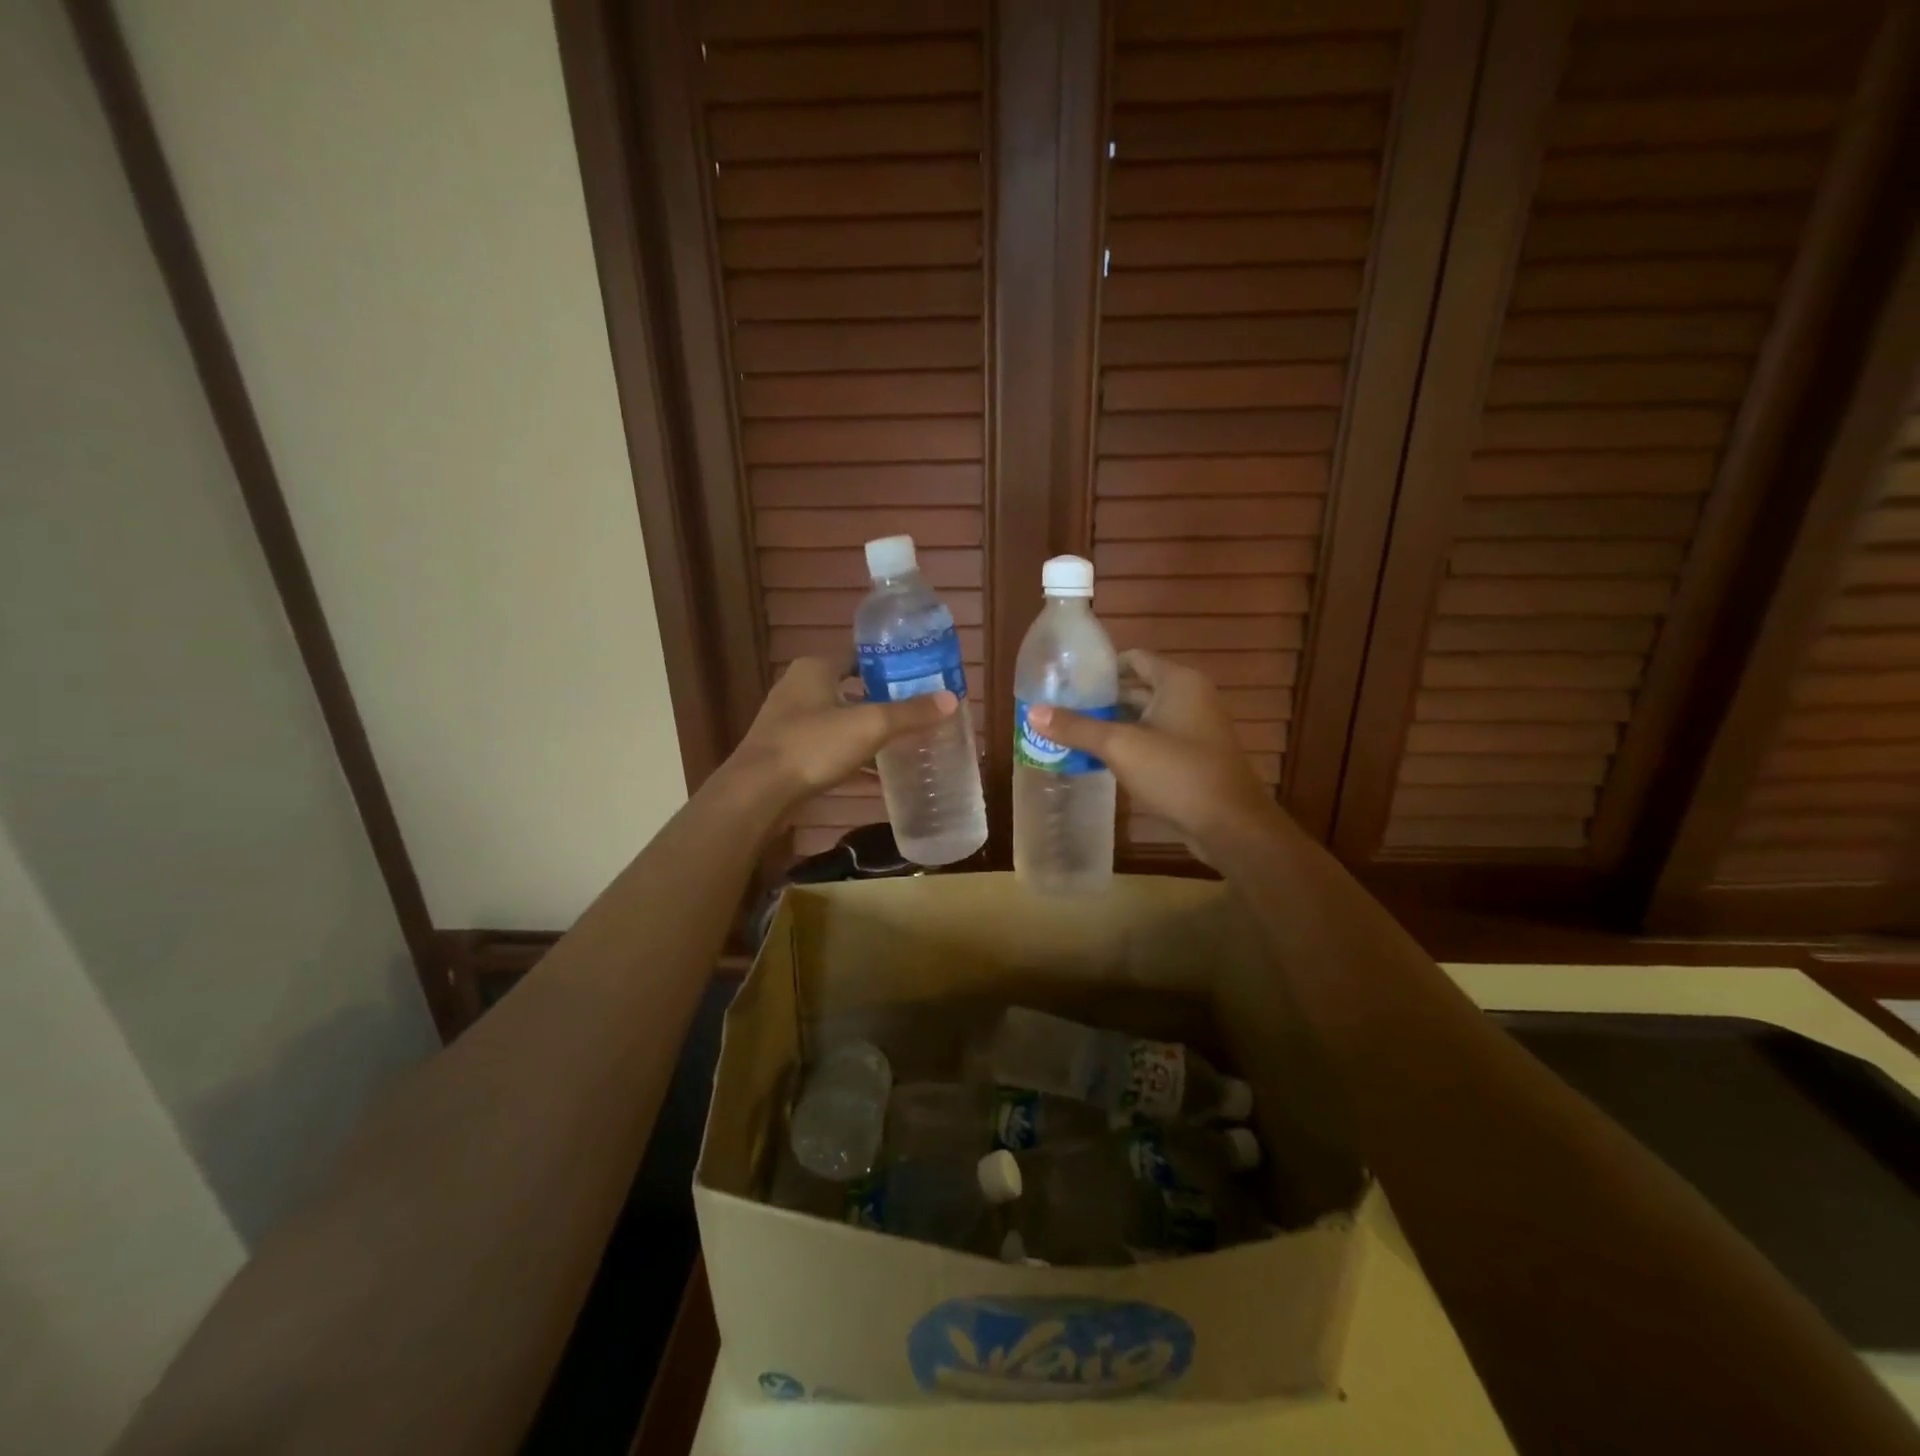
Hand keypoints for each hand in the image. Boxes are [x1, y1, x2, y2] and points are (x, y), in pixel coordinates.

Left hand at [731, 657, 957, 812]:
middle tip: (918, 711)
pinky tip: (876, 771)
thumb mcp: (870, 726)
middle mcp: (799, 687)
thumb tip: (951, 699)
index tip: (920, 678)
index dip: (891, 666)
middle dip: (883, 700)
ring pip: (840, 719)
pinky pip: (829, 746)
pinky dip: (852, 753)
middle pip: (852, 687)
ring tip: (903, 740)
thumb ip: (910, 713)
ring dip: (867, 729)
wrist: (758, 793)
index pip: (860, 656)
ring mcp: (790, 721)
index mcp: (815, 668)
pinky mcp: (787, 751)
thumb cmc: (813, 746)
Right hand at [1027, 650, 1275, 851]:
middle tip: (1061, 709)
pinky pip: (1153, 740)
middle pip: (1136, 688)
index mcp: (1178, 682)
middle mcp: (1189, 697)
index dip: (1101, 668)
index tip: (1068, 681)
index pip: (1134, 659)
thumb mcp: (1120, 746)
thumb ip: (1076, 727)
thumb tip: (1033, 713)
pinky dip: (1128, 745)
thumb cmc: (1176, 772)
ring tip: (1071, 733)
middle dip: (1100, 699)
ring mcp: (1194, 729)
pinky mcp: (1192, 757)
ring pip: (1143, 717)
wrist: (1229, 824)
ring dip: (1111, 725)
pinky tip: (1098, 759)